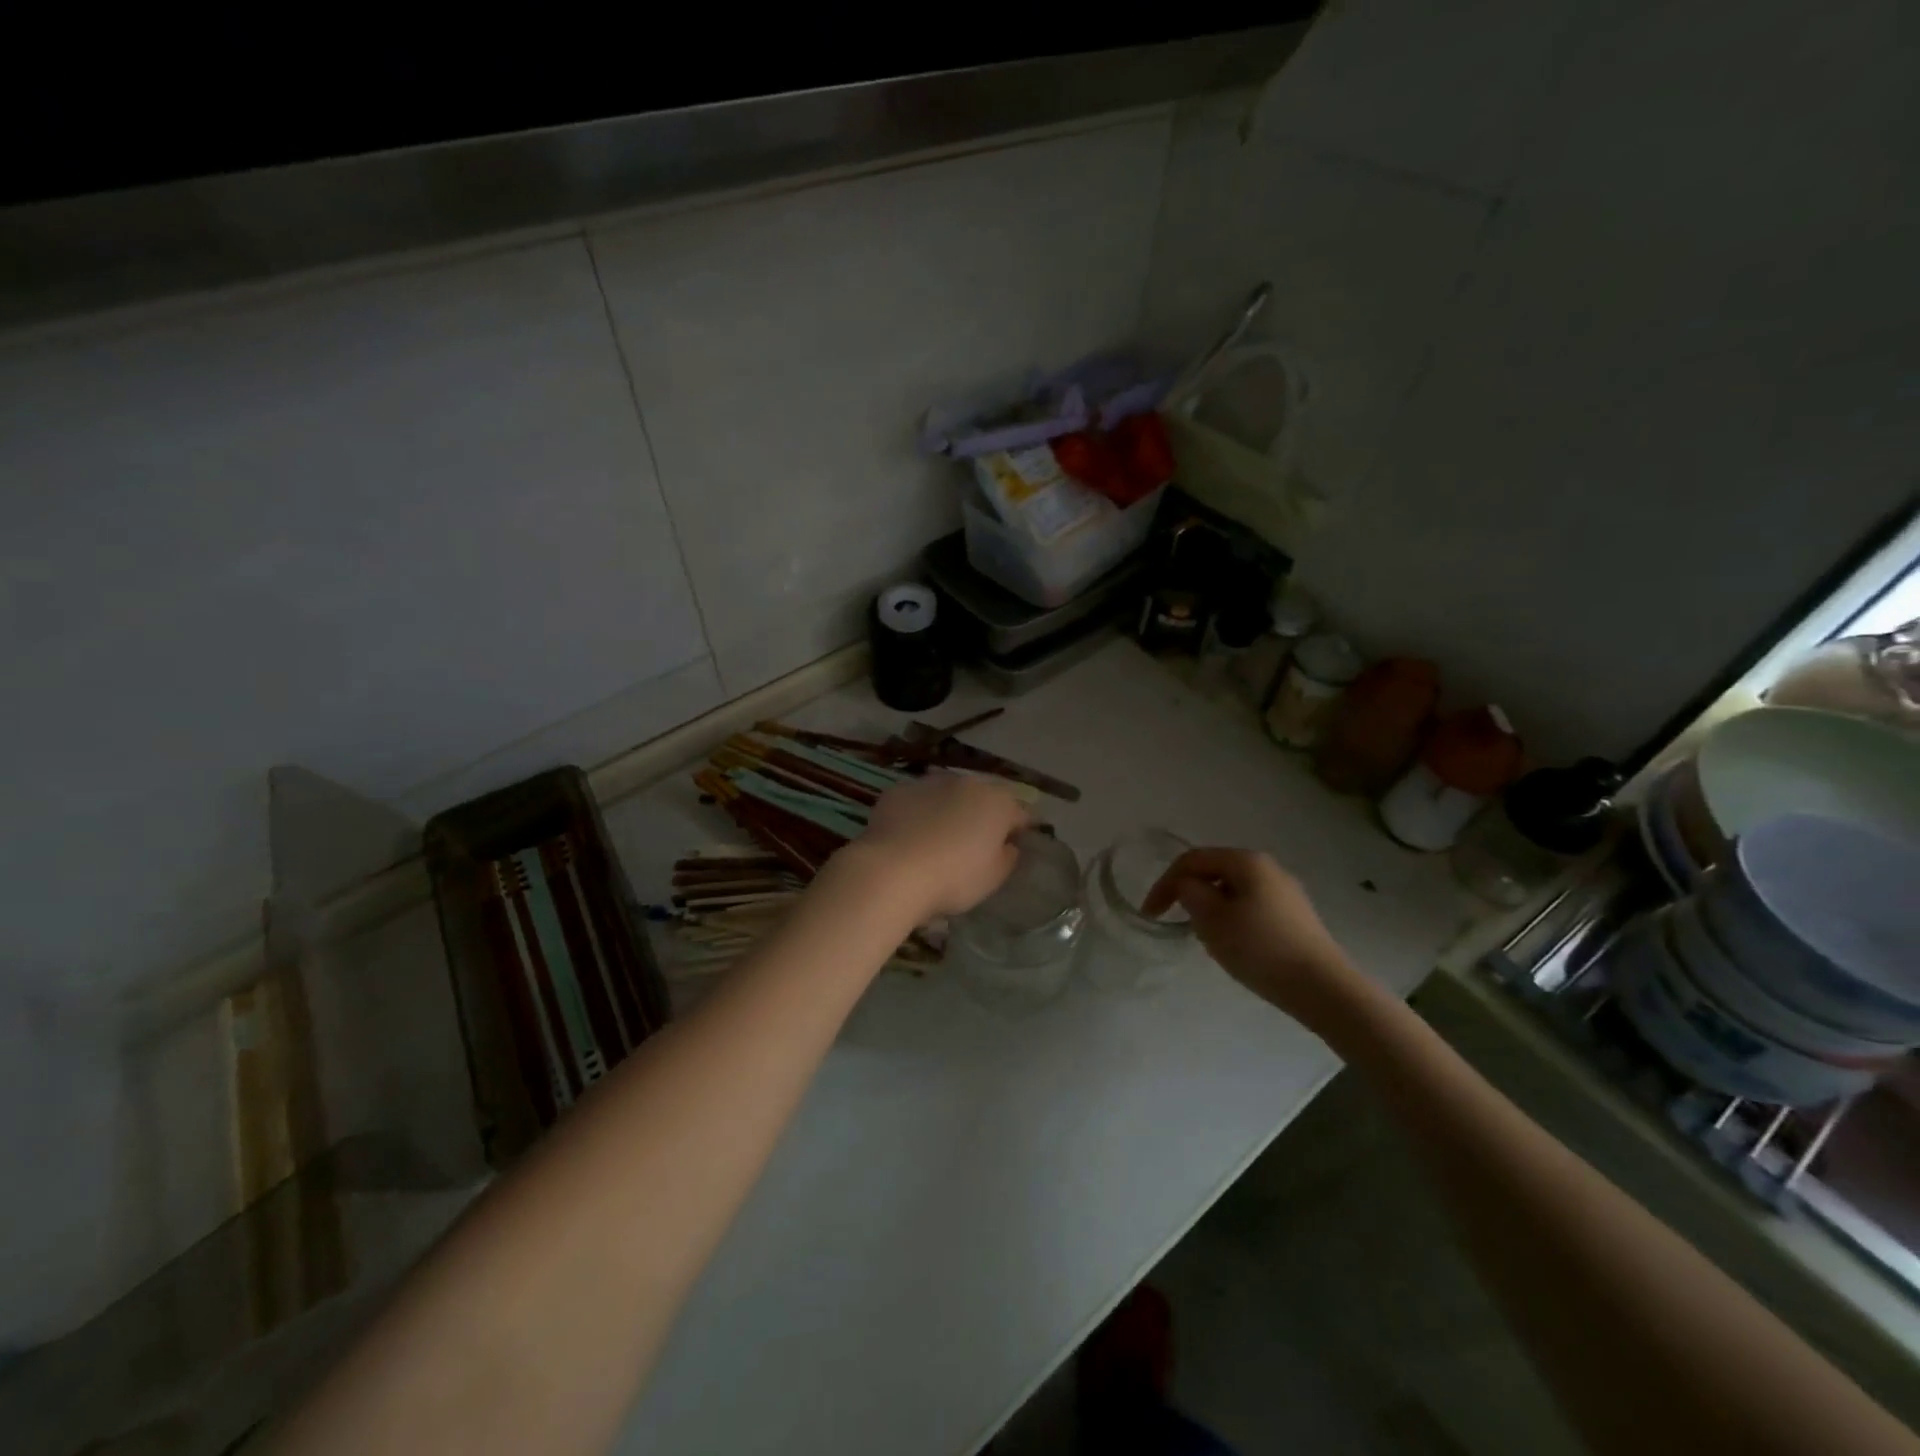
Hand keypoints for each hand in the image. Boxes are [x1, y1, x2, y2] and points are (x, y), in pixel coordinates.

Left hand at [845, 773, 1029, 920]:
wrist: (892, 872)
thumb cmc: (953, 878)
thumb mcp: (993, 878)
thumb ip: (1008, 857)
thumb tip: (1008, 845)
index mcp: (997, 803)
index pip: (1021, 812)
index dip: (1021, 828)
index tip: (1016, 844)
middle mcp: (966, 783)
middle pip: (984, 797)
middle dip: (984, 814)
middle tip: (977, 842)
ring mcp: (929, 783)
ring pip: (948, 794)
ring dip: (950, 809)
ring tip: (940, 837)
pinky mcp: (898, 791)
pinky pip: (917, 801)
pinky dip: (919, 813)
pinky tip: (910, 835)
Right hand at [1142, 847, 1357, 1019]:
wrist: (1323, 988)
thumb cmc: (1260, 948)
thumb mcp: (1212, 920)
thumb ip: (1190, 894)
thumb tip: (1188, 886)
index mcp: (1246, 860)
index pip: (1192, 860)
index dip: (1165, 882)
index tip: (1150, 913)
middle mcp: (1268, 867)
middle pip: (1214, 871)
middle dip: (1190, 895)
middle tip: (1179, 925)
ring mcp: (1285, 892)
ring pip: (1232, 891)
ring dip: (1211, 909)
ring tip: (1207, 940)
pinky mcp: (1295, 916)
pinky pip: (1251, 907)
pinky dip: (1232, 920)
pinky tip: (1236, 947)